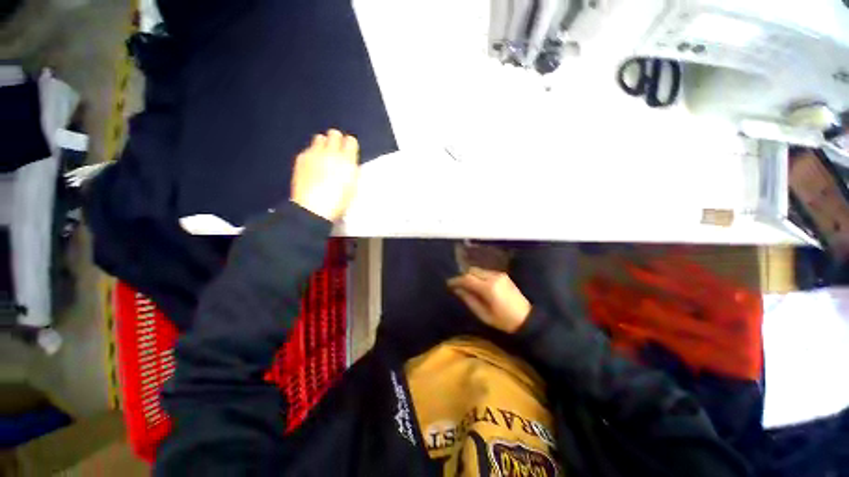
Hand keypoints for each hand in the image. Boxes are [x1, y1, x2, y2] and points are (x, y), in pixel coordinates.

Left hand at [290, 130, 359, 221]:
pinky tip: (312, 165)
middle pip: (334, 134)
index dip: (350, 145)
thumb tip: (351, 164)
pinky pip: (308, 149)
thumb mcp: (353, 187)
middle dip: (336, 140)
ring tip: (323, 155)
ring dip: (323, 144)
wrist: (313, 208)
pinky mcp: (301, 158)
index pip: (351, 141)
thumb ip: (352, 171)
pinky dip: (312, 154)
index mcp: (348, 161)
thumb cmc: (338, 202)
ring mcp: (315, 154)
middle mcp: (332, 153)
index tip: (349, 150)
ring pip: (319, 138)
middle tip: (335, 150)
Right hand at [447, 267, 531, 333]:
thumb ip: (469, 300)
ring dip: (471, 275)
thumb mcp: (484, 315)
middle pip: (472, 271)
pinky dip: (478, 276)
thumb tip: (457, 290)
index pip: (467, 279)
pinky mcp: (503, 275)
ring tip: (466, 285)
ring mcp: (499, 274)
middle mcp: (494, 277)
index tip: (449, 284)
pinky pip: (486, 272)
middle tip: (457, 285)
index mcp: (489, 288)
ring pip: (479, 270)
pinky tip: (477, 284)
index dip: (456, 280)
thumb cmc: (503, 321)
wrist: (527, 319)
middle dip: (463, 276)